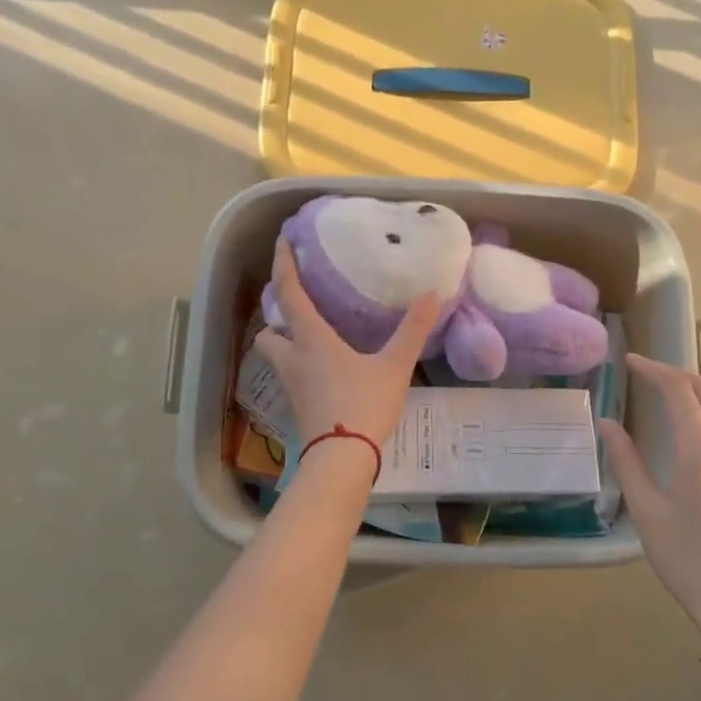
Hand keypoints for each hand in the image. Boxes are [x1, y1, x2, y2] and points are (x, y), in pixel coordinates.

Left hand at [256, 240, 439, 457]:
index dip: (284, 264)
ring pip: (276, 356)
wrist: (342, 459)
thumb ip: (412, 330)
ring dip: (285, 343)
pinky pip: (291, 377)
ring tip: (311, 338)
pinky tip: (324, 370)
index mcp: (311, 339)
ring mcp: (291, 386)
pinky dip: (300, 366)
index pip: (289, 293)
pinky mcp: (298, 408)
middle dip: (277, 317)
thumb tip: (431, 295)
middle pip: (269, 331)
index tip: (282, 241)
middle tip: (297, 307)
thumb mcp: (394, 365)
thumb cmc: (363, 404)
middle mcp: (293, 359)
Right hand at [600, 356, 700, 646]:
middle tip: (643, 371)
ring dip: (695, 386)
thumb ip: (626, 462)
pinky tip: (692, 420)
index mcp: (700, 451)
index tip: (628, 361)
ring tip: (666, 388)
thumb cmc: (686, 559)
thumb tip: (607, 423)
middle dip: (674, 372)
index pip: (679, 391)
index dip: (653, 370)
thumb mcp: (646, 512)